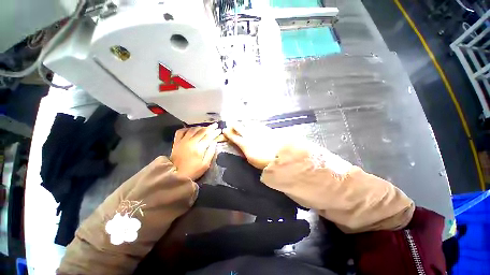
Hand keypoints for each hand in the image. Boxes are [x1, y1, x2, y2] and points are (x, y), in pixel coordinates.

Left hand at [170, 124, 221, 179]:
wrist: (175, 175)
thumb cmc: (193, 171)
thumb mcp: (205, 165)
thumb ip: (210, 153)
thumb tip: (214, 142)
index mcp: (199, 149)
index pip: (209, 137)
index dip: (215, 133)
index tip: (219, 130)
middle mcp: (191, 142)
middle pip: (202, 131)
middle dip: (210, 128)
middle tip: (215, 125)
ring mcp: (182, 141)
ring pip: (192, 129)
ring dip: (200, 127)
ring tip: (205, 127)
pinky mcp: (176, 142)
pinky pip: (181, 131)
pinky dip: (186, 129)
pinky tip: (191, 129)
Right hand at [223, 122, 282, 168]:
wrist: (277, 156)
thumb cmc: (262, 161)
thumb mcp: (250, 158)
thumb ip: (244, 150)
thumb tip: (241, 146)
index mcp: (244, 143)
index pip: (233, 137)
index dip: (228, 133)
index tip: (224, 130)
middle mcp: (248, 134)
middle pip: (238, 126)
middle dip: (233, 125)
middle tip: (232, 124)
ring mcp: (257, 130)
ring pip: (247, 122)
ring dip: (243, 122)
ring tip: (243, 122)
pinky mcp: (265, 128)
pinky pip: (257, 123)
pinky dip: (253, 123)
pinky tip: (253, 123)